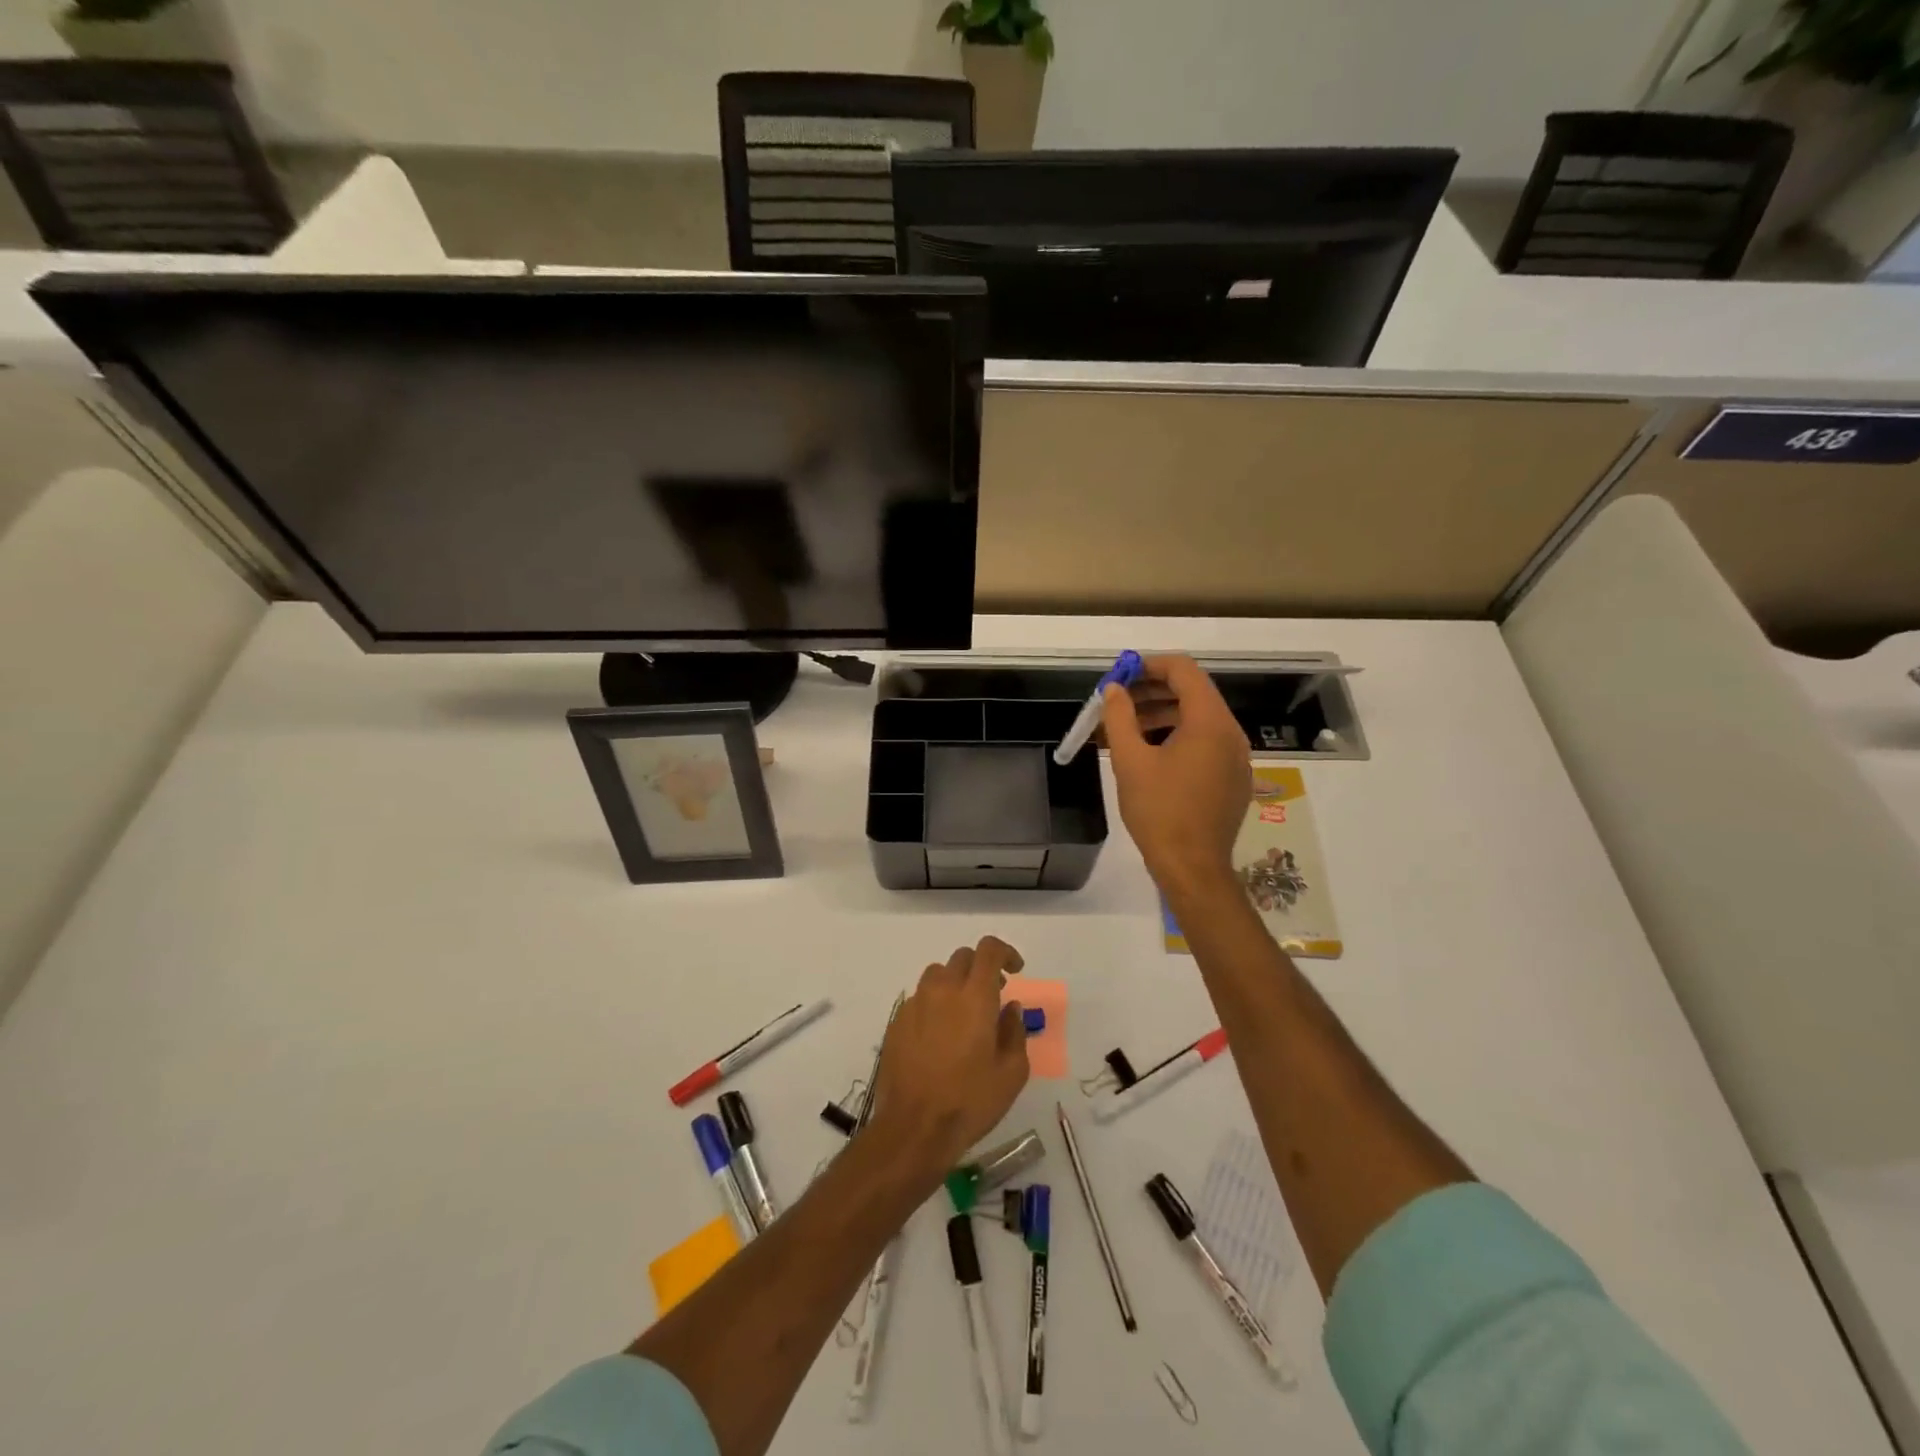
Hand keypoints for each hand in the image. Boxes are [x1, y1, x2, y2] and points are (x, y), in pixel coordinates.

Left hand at [868, 936, 1029, 1178]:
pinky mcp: (896, 1022)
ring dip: (955, 984)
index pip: (989, 950)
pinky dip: (934, 1005)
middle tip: (992, 995)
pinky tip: (939, 1037)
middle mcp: (943, 990)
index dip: (1005, 952)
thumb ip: (1015, 1032)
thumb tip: (1010, 1008)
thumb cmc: (970, 1101)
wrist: (914, 1128)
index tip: (1015, 970)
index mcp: (975, 997)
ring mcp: (915, 1004)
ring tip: (964, 1014)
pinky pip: (919, 999)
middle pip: (962, 957)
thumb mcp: (1011, 1073)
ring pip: (937, 974)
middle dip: (981, 968)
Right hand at [1102, 654, 1250, 898]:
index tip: (1121, 675)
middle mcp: (1231, 733)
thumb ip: (1119, 717)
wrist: (1193, 868)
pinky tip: (1152, 755)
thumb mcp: (1130, 761)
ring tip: (1128, 728)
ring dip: (1164, 714)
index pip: (1184, 670)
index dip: (1150, 665)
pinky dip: (1179, 736)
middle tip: (1119, 701)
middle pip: (1193, 692)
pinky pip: (1207, 742)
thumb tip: (1114, 689)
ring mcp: (1237, 757)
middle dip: (1153, 690)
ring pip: (1200, 718)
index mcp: (1210, 722)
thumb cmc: (1159, 812)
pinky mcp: (1235, 778)